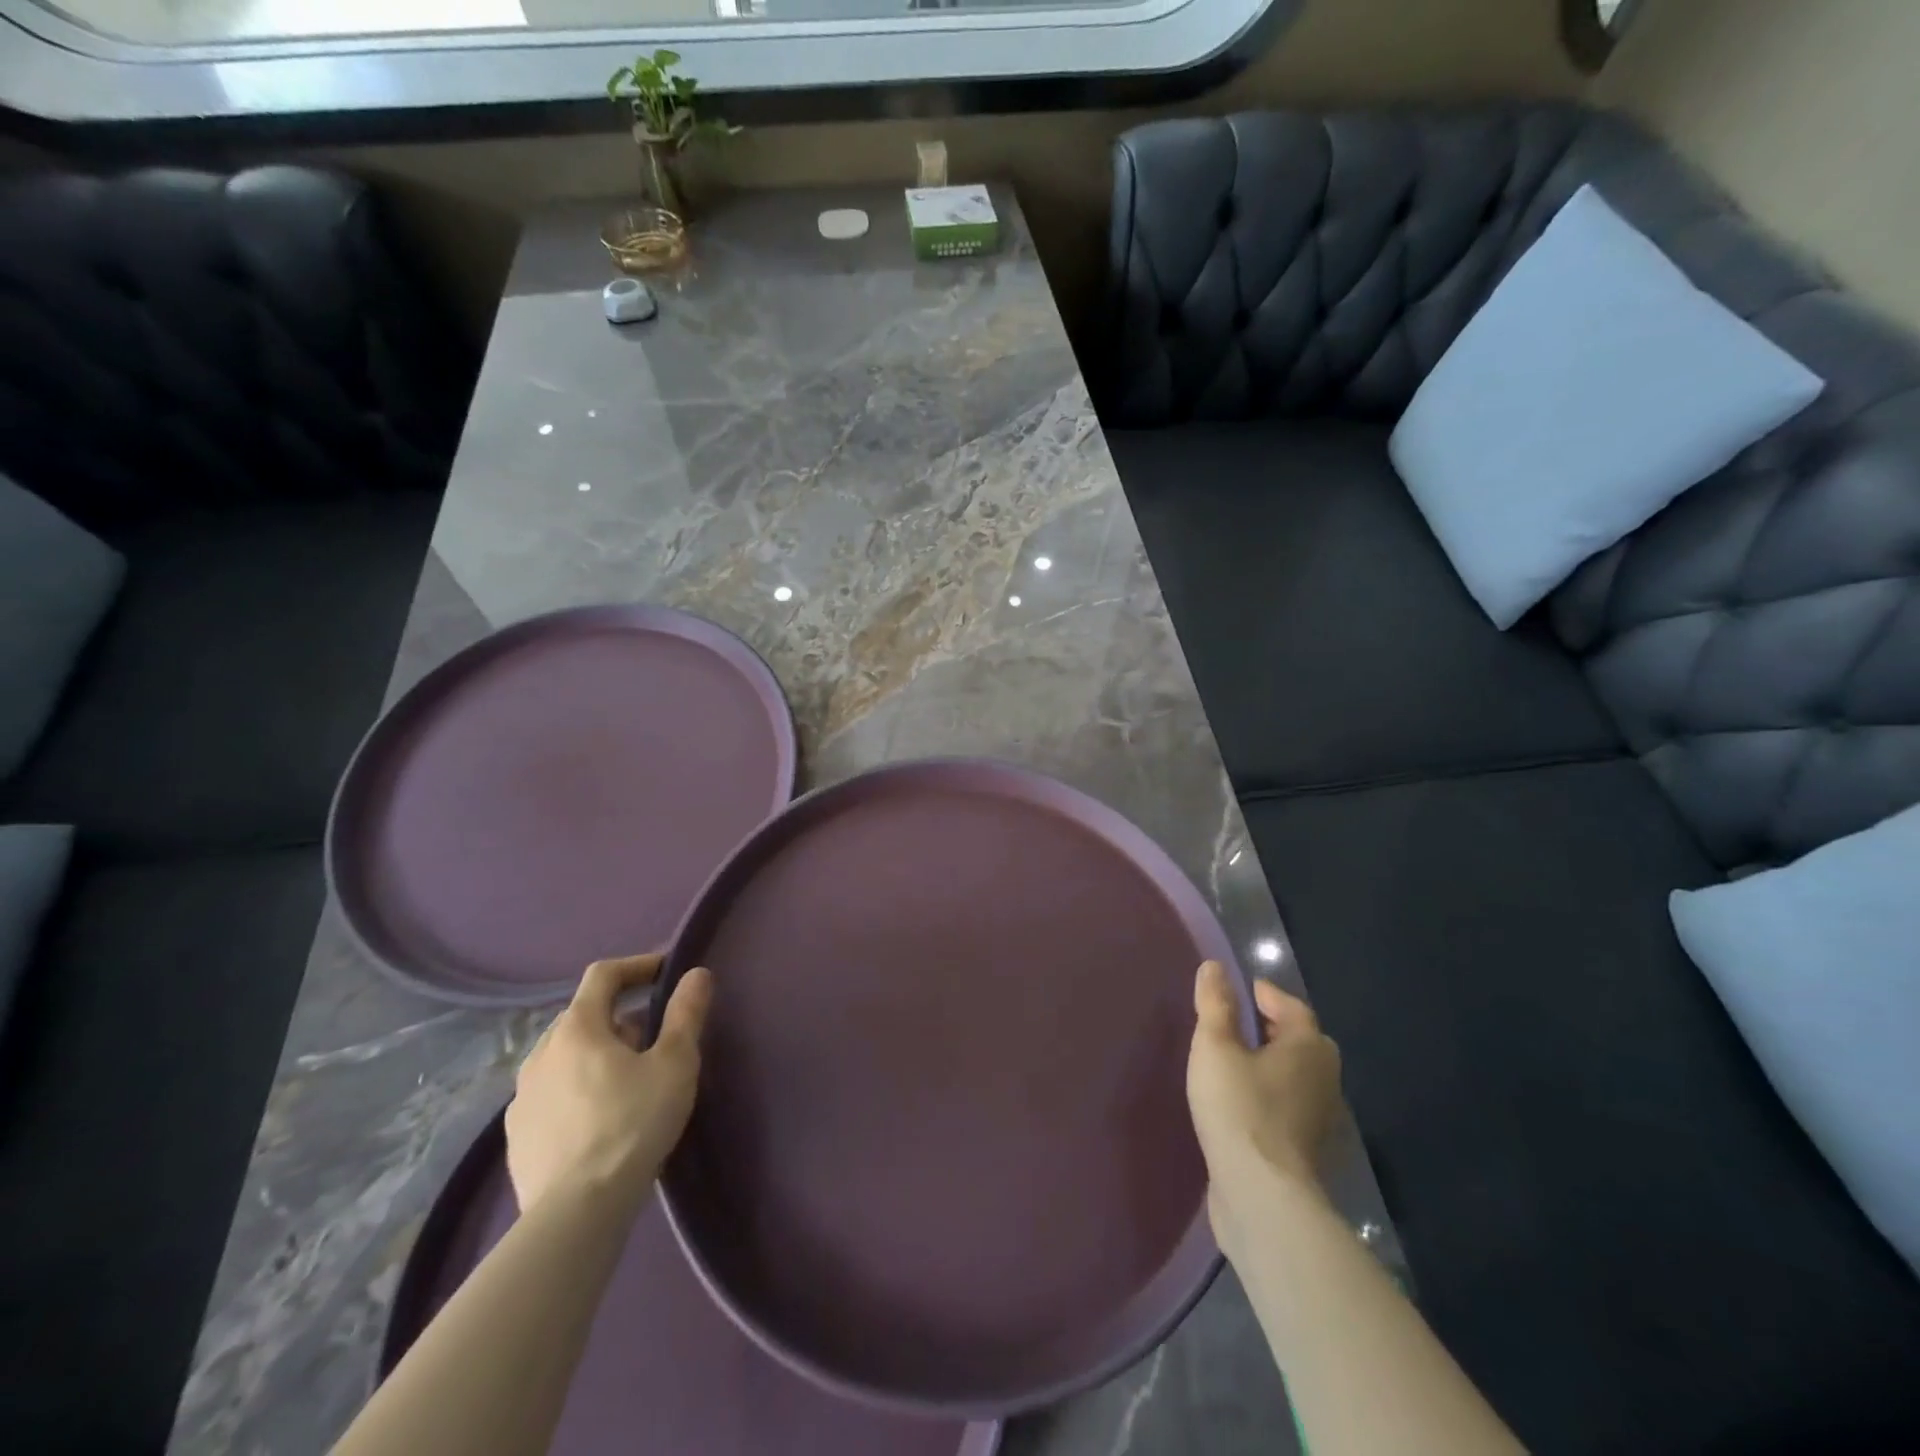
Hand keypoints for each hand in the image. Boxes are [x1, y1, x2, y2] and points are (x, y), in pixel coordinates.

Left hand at [505, 954, 712, 1215]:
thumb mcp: (675, 1063)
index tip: (665, 972)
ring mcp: (522, 1097)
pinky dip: (578, 1090)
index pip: (603, 975)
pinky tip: (601, 1120)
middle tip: (656, 1040)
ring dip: (598, 1055)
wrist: (576, 1213)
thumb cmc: (632, 1124)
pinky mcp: (517, 1137)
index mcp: (577, 1028)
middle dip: (622, 1018)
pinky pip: (553, 1094)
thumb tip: (696, 974)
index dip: (637, 966)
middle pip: (585, 1017)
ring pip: (567, 1057)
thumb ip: (686, 1013)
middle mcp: (540, 1053)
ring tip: (630, 1082)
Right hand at [1187, 960, 1342, 1249]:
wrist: (1262, 1197)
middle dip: (1271, 1029)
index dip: (1265, 995)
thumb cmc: (1240, 1109)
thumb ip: (1215, 1005)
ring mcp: (1321, 1120)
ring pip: (1296, 1077)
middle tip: (1236, 1024)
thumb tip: (1214, 967)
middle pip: (1300, 1042)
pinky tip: (1242, 1106)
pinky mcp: (1308, 1152)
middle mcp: (1325, 1079)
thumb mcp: (1216, 1047)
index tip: (1240, 991)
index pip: (1292, 1007)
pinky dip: (1269, 1097)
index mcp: (1309, 1048)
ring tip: (1233, 1063)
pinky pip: (1289, 1108)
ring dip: (1270, 1066)